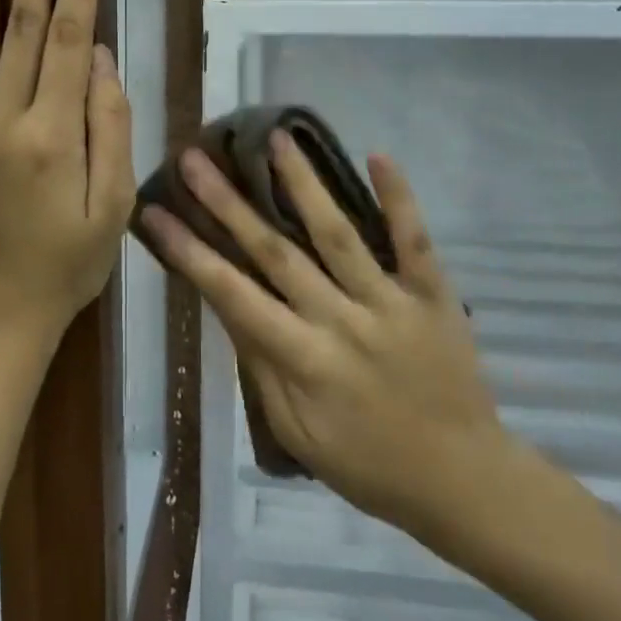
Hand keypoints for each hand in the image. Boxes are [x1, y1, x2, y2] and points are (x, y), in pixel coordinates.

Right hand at [139, 135, 517, 537]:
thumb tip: (227, 305)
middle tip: (195, 158)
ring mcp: (390, 302)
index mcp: (303, 360)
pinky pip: (415, 241)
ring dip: (304, 183)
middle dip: (229, 203)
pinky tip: (377, 155)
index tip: (155, 212)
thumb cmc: (369, 466)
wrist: (464, 482)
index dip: (190, 251)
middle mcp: (341, 321)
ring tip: (275, 138)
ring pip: (338, 233)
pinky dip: (399, 198)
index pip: (232, 294)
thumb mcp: (298, 434)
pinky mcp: (433, 294)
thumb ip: (261, 368)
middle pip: (276, 251)